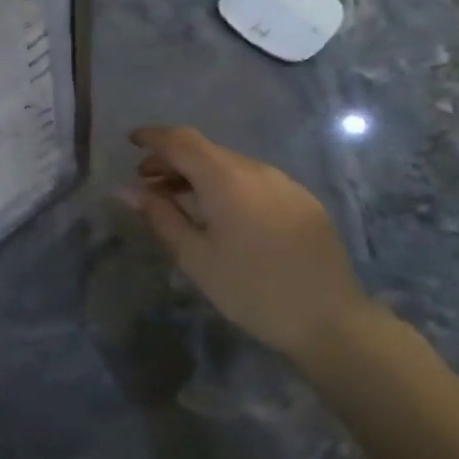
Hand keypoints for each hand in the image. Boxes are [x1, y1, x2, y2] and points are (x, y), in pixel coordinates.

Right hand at [127, 126, 378, 365]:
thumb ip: (159, 216)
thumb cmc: (250, 289)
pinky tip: (221, 215)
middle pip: (206, 151)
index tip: (131, 141)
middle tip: (147, 183)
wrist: (331, 321)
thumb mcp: (194, 256)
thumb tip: (127, 189)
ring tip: (180, 201)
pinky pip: (255, 181)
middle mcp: (257, 170)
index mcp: (226, 178)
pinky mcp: (303, 202)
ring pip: (231, 166)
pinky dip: (227, 186)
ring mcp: (285, 184)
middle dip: (172, 160)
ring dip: (199, 175)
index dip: (153, 137)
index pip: (182, 140)